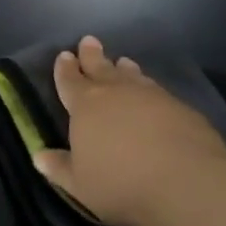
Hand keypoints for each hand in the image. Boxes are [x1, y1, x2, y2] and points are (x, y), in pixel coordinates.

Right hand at [33, 36, 225, 225]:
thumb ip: (59, 168)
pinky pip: (159, 92)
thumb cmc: (121, 184)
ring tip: (123, 62)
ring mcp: (152, 97)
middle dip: (92, 55)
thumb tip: (39, 156)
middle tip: (89, 40)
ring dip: (124, 69)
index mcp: (85, 106)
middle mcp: (117, 93)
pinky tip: (154, 95)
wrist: (187, 185)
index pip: (70, 81)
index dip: (65, 68)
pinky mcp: (182, 109)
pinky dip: (150, 89)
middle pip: (101, 67)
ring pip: (133, 76)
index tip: (64, 55)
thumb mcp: (80, 184)